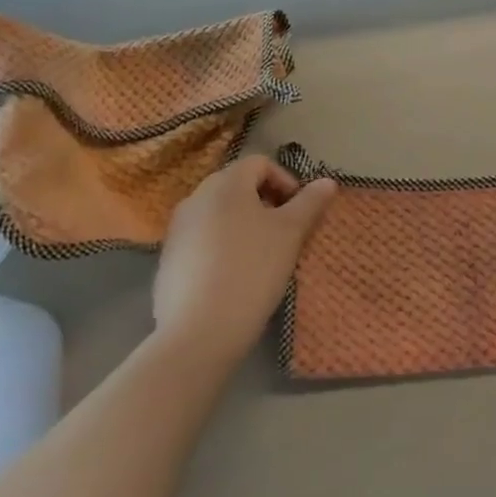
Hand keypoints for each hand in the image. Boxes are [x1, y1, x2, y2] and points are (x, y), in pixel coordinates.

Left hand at [153, 155, 337, 365]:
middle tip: (284, 232)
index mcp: (226, 183)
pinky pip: (201, 239)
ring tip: (261, 255)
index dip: (286, 181)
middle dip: (264, 202)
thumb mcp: (290, 234)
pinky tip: (233, 276)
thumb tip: (328, 181)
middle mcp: (196, 197)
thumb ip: (309, 203)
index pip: (260, 163)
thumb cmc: (251, 271)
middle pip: (237, 185)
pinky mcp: (167, 260)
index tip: (300, 211)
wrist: (198, 333)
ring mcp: (177, 229)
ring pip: (218, 213)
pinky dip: (221, 246)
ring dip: (242, 224)